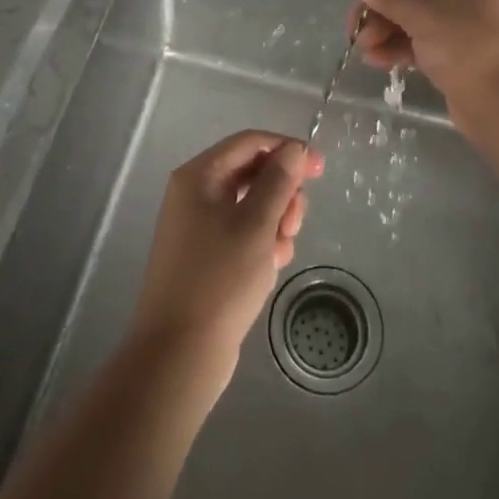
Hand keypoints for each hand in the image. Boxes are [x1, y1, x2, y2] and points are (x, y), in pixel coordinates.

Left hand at [129, 132, 322, 383]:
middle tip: (294, 224)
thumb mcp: (256, 224)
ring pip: (252, 205)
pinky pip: (244, 233)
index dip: (287, 149)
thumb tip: (294, 150)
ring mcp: (199, 226)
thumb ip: (278, 181)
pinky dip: (263, 242)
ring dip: (276, 220)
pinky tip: (272, 266)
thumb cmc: (219, 280)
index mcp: (199, 176)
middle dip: (282, 193)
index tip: (320, 170)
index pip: (250, 143)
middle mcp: (195, 194)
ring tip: (283, 250)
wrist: (178, 355)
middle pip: (252, 173)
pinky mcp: (206, 256)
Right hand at [351, 0, 498, 119]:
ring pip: (417, 17)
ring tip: (363, 50)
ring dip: (387, 30)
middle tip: (356, 30)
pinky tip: (377, 61)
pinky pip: (424, 41)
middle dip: (383, 9)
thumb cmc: (467, 48)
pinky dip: (401, 47)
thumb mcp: (424, 18)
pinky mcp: (460, 53)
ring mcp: (466, 23)